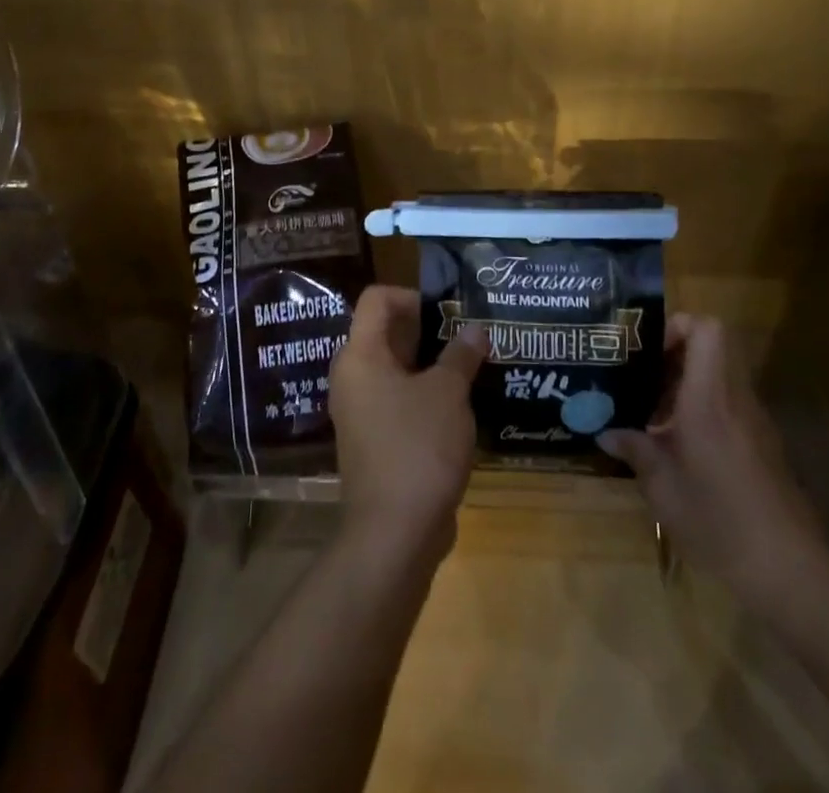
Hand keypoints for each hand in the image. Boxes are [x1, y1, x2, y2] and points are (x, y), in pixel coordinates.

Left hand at [329, 285, 487, 566]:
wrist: (394, 534)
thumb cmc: (417, 447)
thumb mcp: (447, 393)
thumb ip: (460, 355)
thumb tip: (474, 330)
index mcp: (360, 356)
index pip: (377, 300)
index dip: (412, 295)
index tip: (448, 311)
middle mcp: (353, 378)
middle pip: (387, 333)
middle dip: (429, 330)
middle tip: (469, 335)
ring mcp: (362, 412)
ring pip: (397, 370)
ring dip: (432, 365)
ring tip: (472, 365)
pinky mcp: (376, 441)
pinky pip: (400, 402)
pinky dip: (426, 396)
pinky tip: (462, 405)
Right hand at [598, 314, 828, 597]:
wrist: (790, 571)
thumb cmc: (719, 519)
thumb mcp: (662, 487)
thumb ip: (634, 450)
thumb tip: (605, 432)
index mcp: (709, 396)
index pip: (706, 328)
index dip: (677, 325)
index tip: (646, 349)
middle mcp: (734, 398)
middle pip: (711, 349)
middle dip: (672, 356)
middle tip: (638, 379)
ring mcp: (754, 422)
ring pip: (718, 378)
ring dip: (684, 387)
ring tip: (650, 415)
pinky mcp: (763, 447)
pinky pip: (728, 408)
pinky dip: (702, 413)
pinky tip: (679, 448)